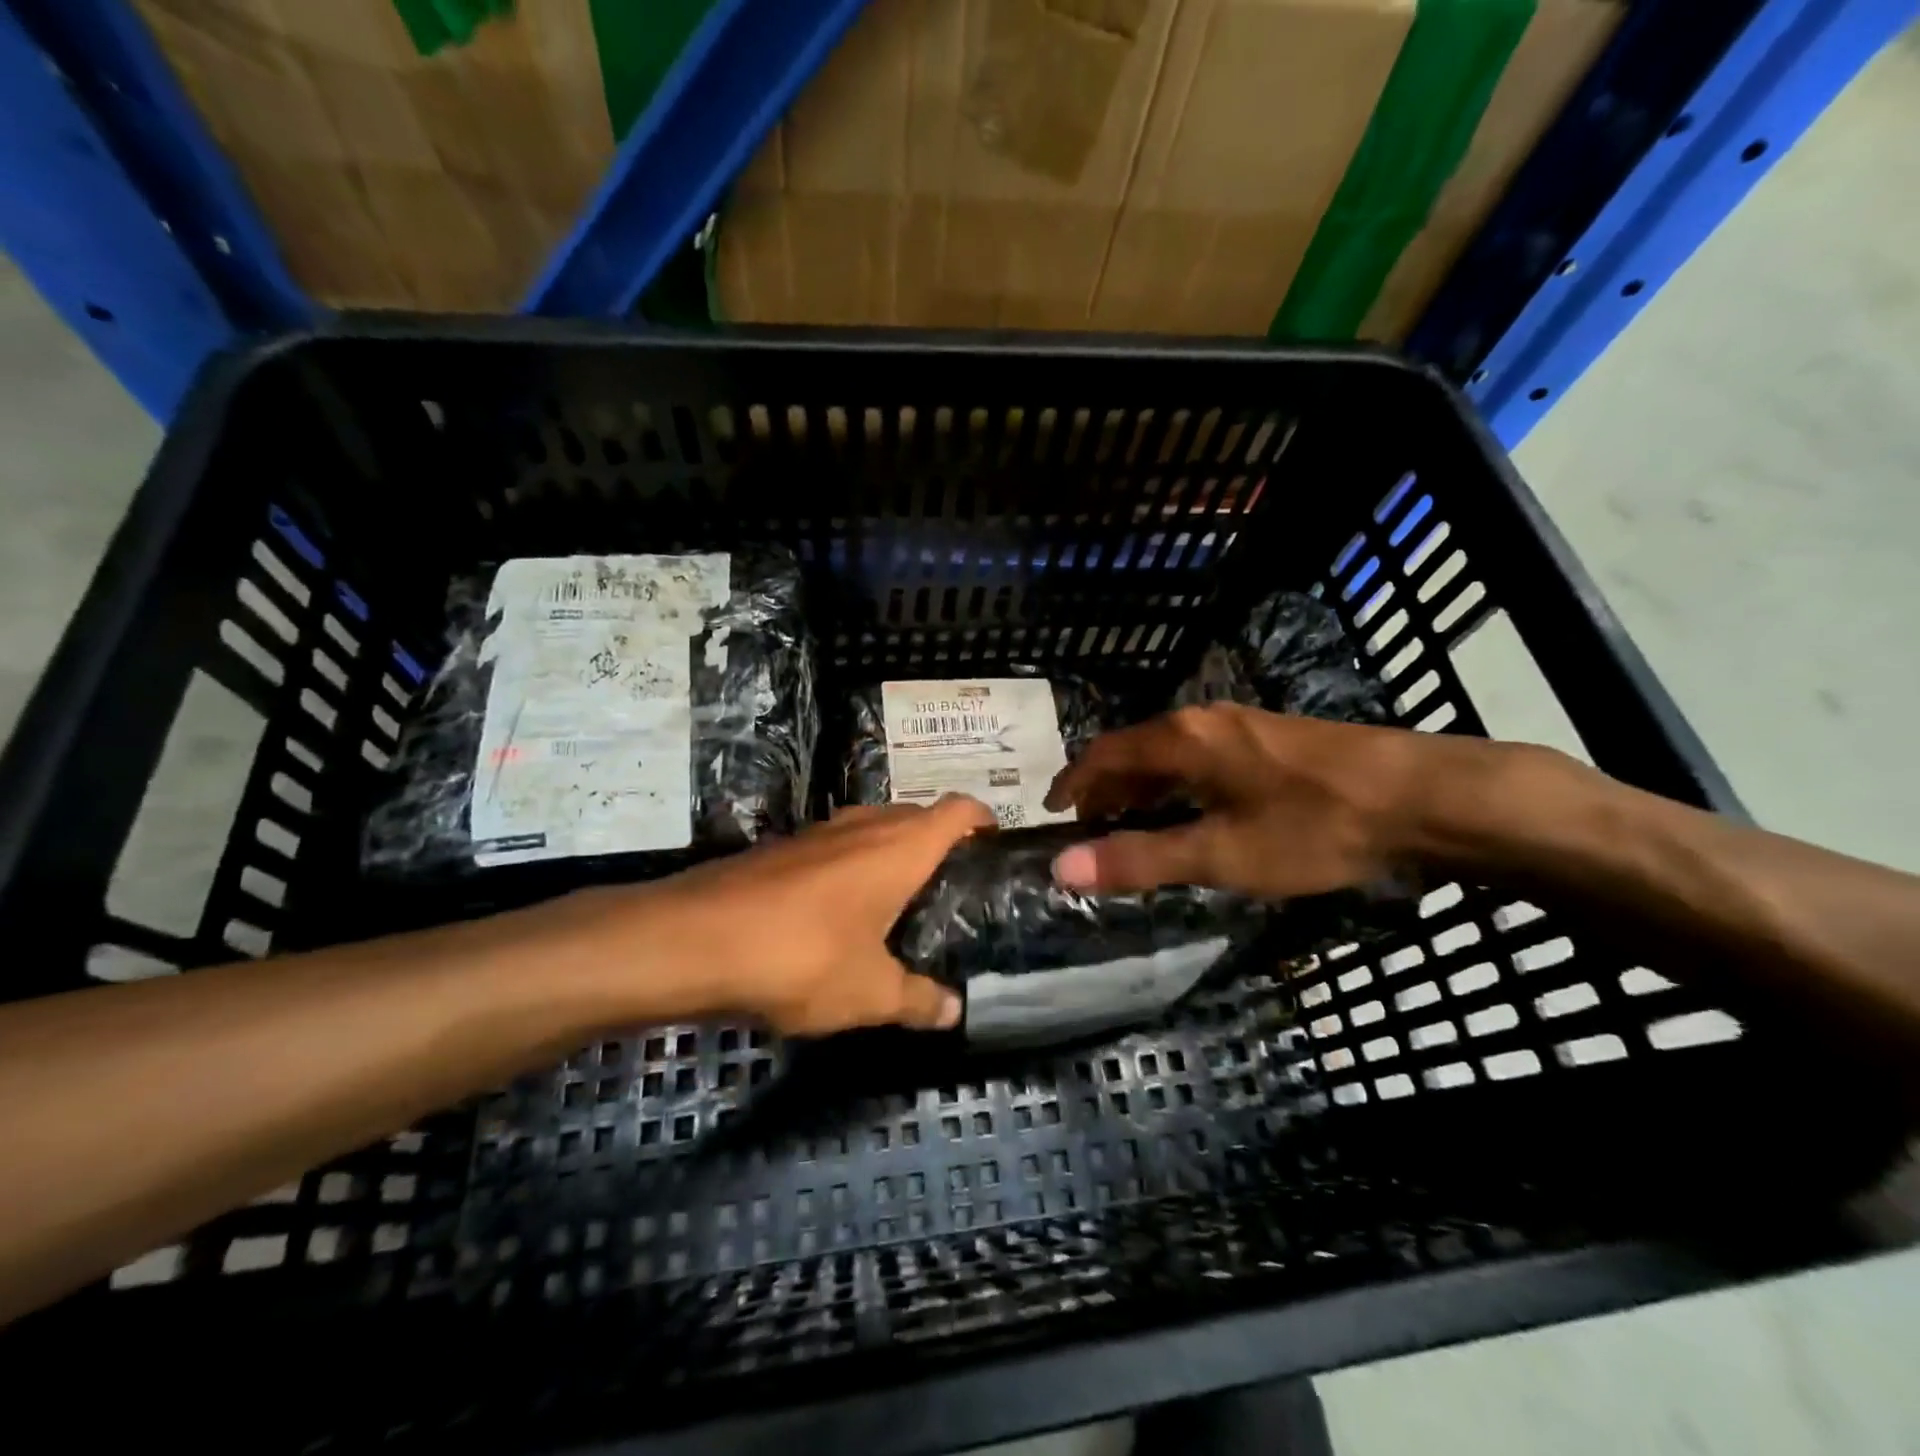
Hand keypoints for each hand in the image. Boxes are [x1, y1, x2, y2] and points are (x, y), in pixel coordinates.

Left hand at [622, 796, 994, 1035]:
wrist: (693, 939)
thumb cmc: (802, 956)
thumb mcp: (869, 993)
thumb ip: (917, 1000)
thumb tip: (953, 1011)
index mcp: (899, 847)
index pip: (957, 809)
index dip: (982, 819)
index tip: (993, 846)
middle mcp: (862, 827)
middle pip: (916, 814)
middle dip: (938, 841)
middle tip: (952, 887)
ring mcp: (817, 834)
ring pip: (871, 828)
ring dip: (890, 852)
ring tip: (901, 900)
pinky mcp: (780, 850)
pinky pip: (834, 848)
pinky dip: (851, 866)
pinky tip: (840, 913)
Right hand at [1042, 703, 1483, 898]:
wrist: (1424, 797)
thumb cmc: (1314, 826)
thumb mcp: (1220, 854)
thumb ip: (1139, 860)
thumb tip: (1060, 870)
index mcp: (1182, 739)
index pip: (1105, 753)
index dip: (1074, 782)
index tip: (1052, 811)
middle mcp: (1204, 720)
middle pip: (1135, 750)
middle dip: (1107, 789)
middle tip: (1090, 830)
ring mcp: (1242, 726)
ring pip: (1170, 754)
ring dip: (1143, 789)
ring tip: (1133, 826)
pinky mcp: (1270, 739)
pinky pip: (1201, 758)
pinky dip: (1177, 785)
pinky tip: (1193, 813)